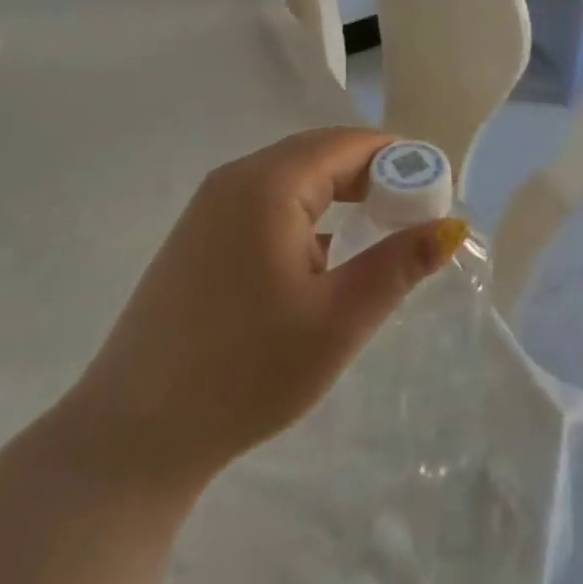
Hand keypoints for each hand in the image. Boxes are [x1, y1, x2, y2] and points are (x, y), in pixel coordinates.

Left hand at [58, 128, 463, 497]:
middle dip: (374, 178)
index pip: (349, 144)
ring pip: (293, 181)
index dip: (401, 159)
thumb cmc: (245, 371)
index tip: (438, 193)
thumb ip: (399, 265)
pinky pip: (266, 207)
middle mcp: (234, 180)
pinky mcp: (197, 241)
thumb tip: (452, 227)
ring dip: (341, 198)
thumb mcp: (339, 319)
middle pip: (321, 155)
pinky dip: (307, 219)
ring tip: (378, 238)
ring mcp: (208, 210)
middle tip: (415, 218)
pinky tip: (323, 263)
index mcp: (267, 184)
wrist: (130, 439)